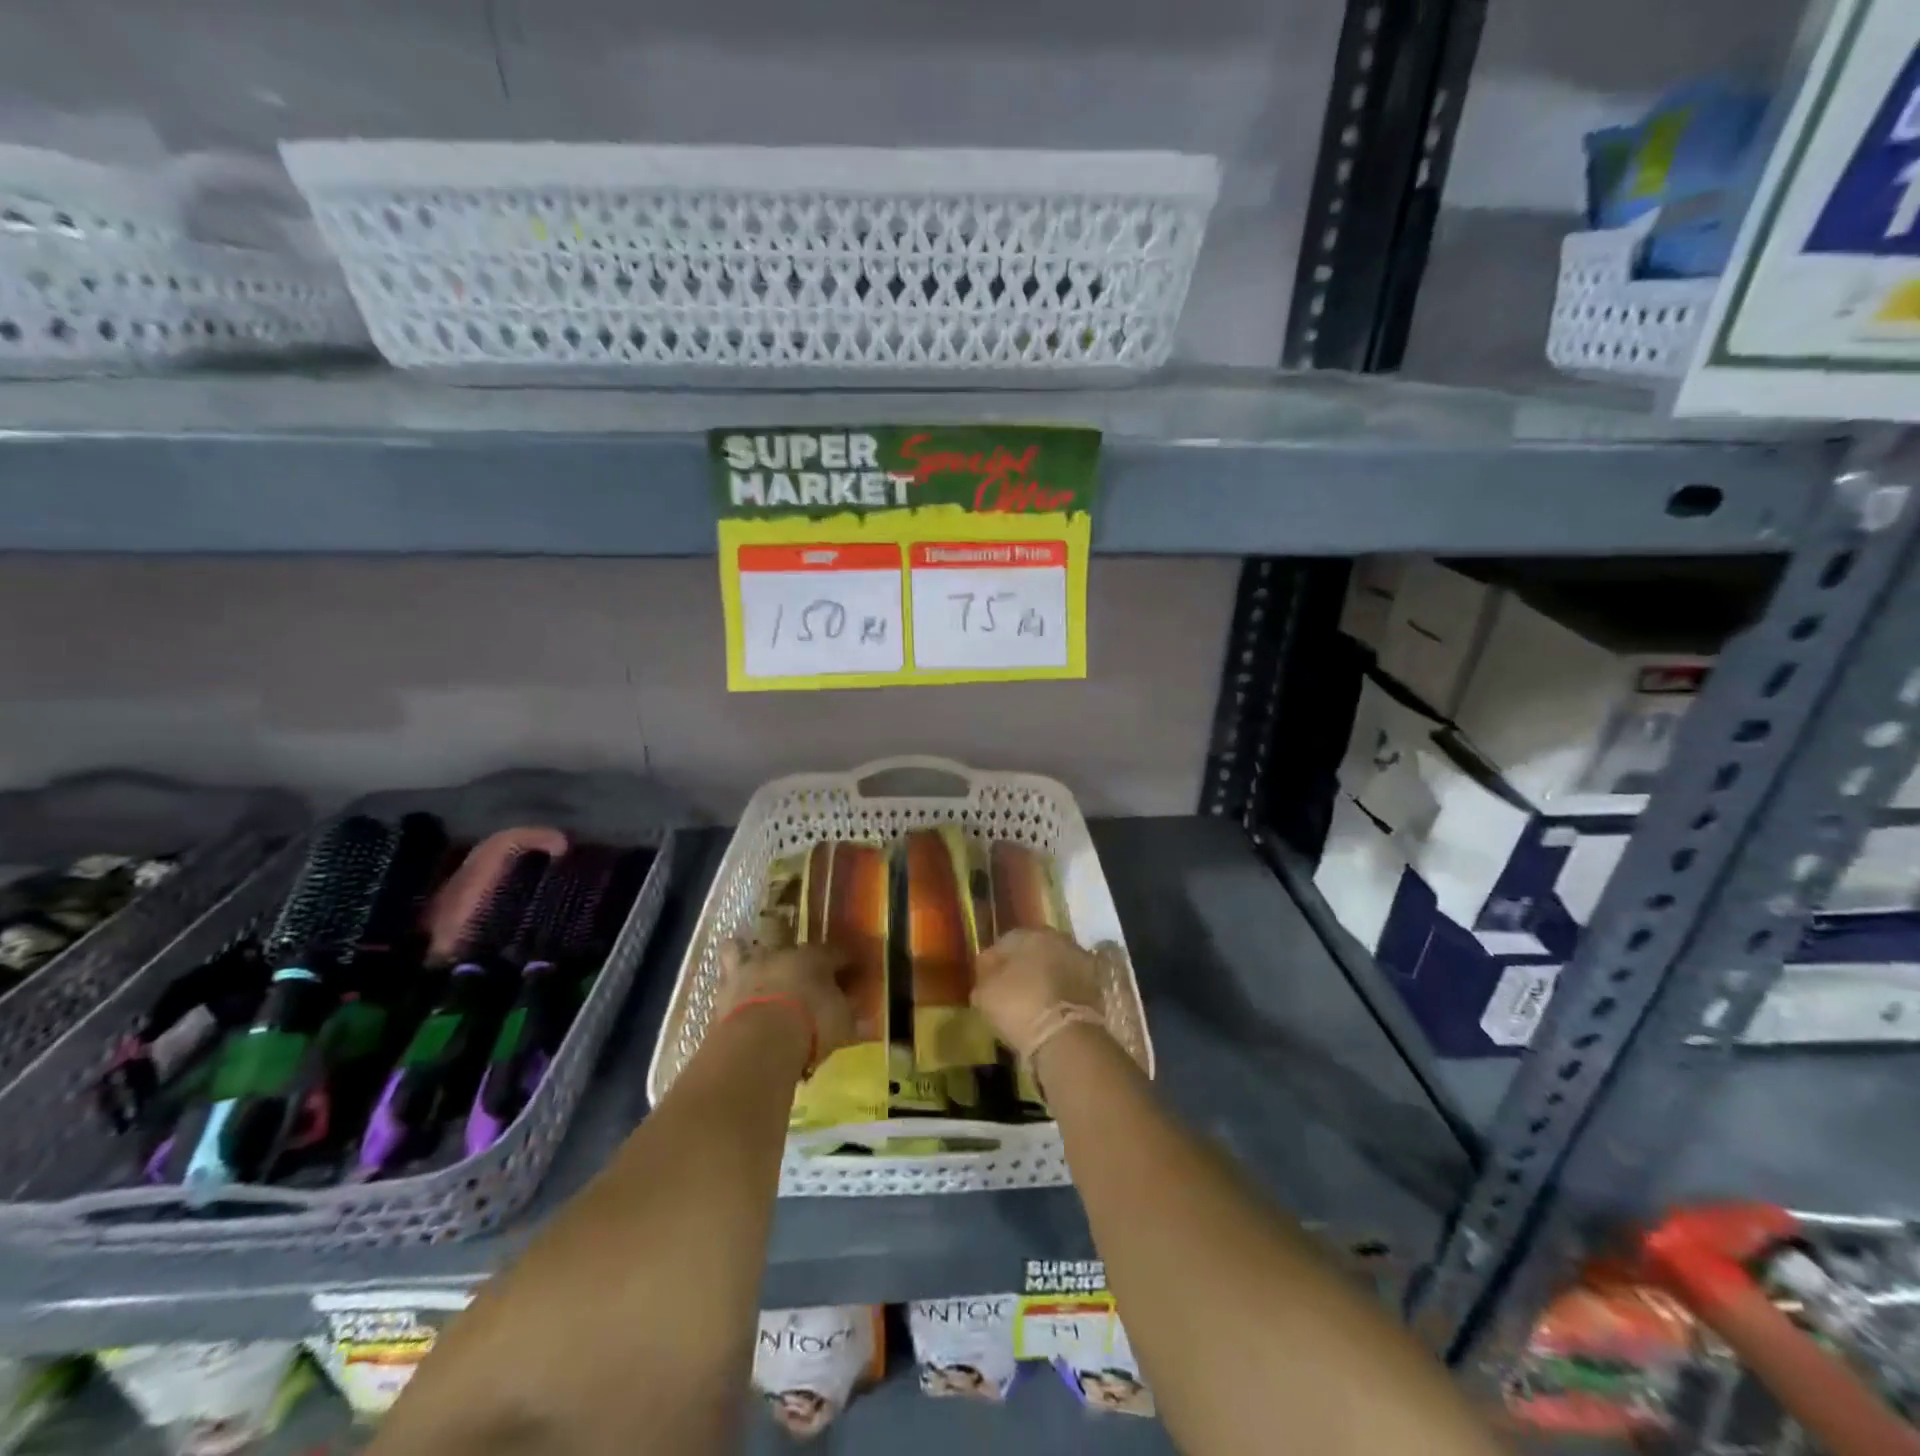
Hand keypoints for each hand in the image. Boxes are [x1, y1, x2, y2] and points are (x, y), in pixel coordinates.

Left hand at [717, 939, 853, 1070]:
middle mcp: (779, 955)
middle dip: (794, 956)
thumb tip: (866, 1016)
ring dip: (744, 953)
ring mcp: (747, 970)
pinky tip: (731, 991)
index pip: (837, 953)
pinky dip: (728, 984)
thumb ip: (851, 1015)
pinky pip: (724, 980)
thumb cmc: (812, 1023)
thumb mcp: (843, 1022)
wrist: (759, 1041)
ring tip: (748, 961)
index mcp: (814, 956)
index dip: (847, 962)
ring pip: (740, 949)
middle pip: (788, 945)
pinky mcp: (721, 993)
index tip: (855, 971)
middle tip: (799, 971)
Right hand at [971, 928, 1104, 1057]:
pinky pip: (1070, 984)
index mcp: (1028, 934)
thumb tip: (987, 973)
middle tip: (1010, 990)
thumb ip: (983, 977)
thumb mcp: (984, 994)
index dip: (993, 962)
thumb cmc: (1018, 1006)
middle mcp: (1057, 938)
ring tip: (1032, 1003)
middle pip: (1033, 950)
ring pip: (1054, 966)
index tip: (986, 981)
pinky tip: (1051, 1010)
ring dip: (1044, 978)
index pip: (1004, 942)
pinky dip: (1061, 993)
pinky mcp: (1096, 984)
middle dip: (1022, 966)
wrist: (1066, 1035)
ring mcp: (1080, 960)